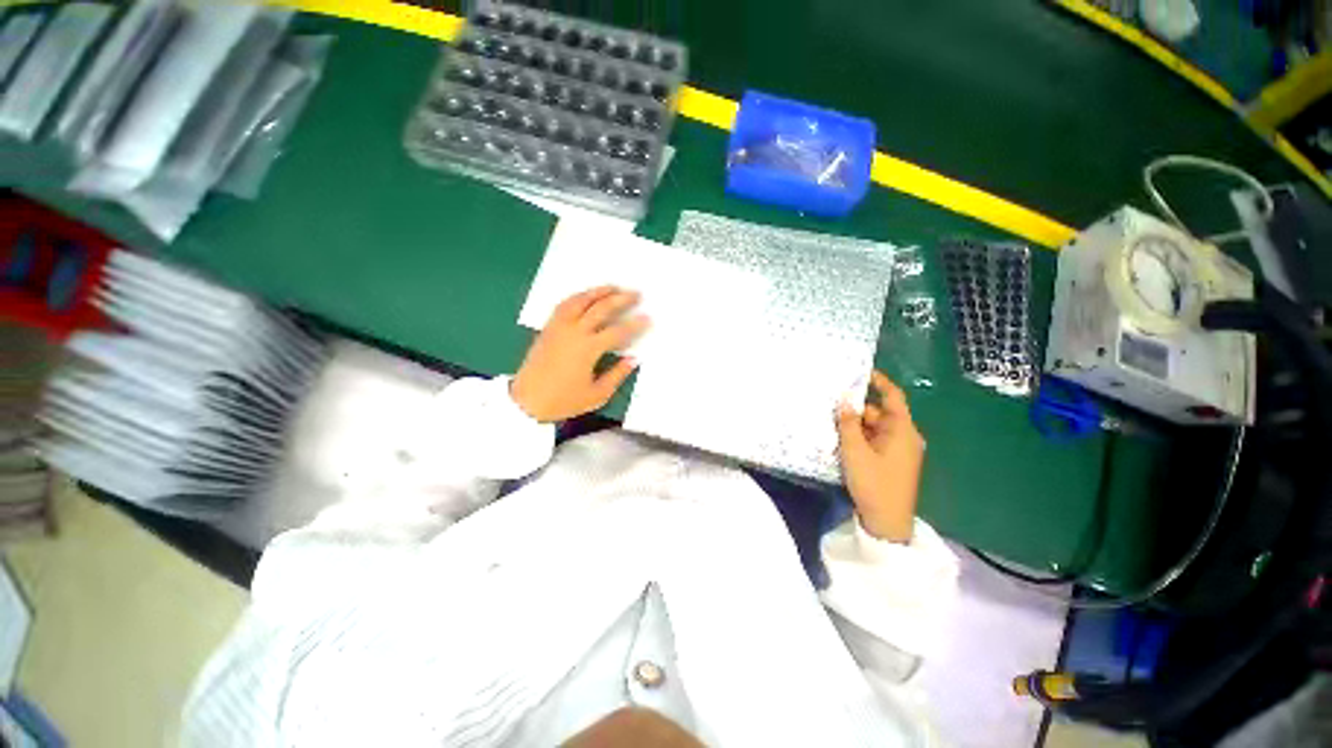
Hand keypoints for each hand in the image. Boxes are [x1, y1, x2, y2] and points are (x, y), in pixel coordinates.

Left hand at [511, 286, 648, 422]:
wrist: (526, 401)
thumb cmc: (563, 401)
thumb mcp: (597, 394)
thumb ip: (617, 375)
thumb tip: (633, 359)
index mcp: (588, 349)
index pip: (617, 331)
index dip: (635, 324)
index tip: (647, 318)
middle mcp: (574, 332)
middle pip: (601, 309)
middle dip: (621, 299)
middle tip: (636, 294)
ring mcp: (559, 327)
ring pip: (580, 301)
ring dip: (598, 291)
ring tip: (613, 287)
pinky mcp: (548, 328)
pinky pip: (564, 305)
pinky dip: (578, 296)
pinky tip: (586, 295)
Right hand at [836, 371, 924, 542]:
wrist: (887, 523)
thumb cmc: (873, 483)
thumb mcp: (855, 451)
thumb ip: (848, 423)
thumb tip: (845, 400)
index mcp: (903, 431)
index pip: (894, 397)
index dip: (880, 382)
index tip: (861, 372)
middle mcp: (906, 437)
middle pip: (882, 413)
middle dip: (859, 408)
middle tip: (833, 404)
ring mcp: (901, 451)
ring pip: (877, 428)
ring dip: (857, 425)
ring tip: (833, 422)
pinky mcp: (894, 462)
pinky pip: (877, 440)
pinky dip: (862, 437)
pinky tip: (843, 440)